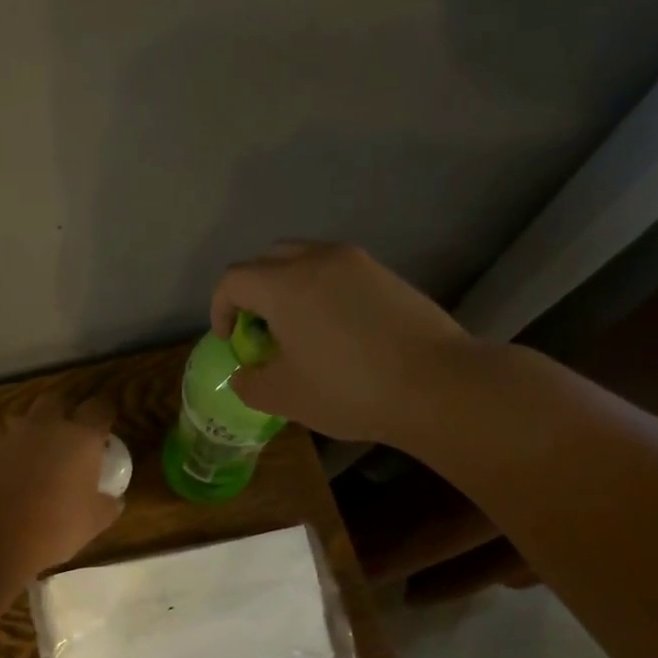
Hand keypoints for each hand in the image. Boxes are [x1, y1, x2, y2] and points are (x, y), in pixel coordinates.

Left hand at [0, 392, 122, 575]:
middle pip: (57, 400)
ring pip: (26, 422)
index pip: (99, 408)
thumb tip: (114, 500)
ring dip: (35, 433)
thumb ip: (107, 505)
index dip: (104, 410)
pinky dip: (11, 457)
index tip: (107, 418)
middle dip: (65, 408)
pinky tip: (11, 481)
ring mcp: (11, 437)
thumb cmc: (56, 524)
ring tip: (40, 458)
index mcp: (81, 438)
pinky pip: (3, 447)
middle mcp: (47, 427)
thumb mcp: (94, 521)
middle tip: (72, 428)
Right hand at [211, 241, 472, 447]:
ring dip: (288, 287)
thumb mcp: (284, 397)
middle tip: (260, 330)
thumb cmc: (349, 390)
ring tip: (298, 329)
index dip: (220, 309)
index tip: (231, 341)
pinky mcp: (386, 274)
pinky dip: (322, 291)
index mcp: (284, 285)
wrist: (437, 385)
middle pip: (267, 260)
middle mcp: (317, 259)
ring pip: (305, 260)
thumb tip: (245, 374)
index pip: (233, 280)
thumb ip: (250, 383)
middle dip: (253, 291)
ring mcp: (357, 262)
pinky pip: (338, 271)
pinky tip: (337, 331)